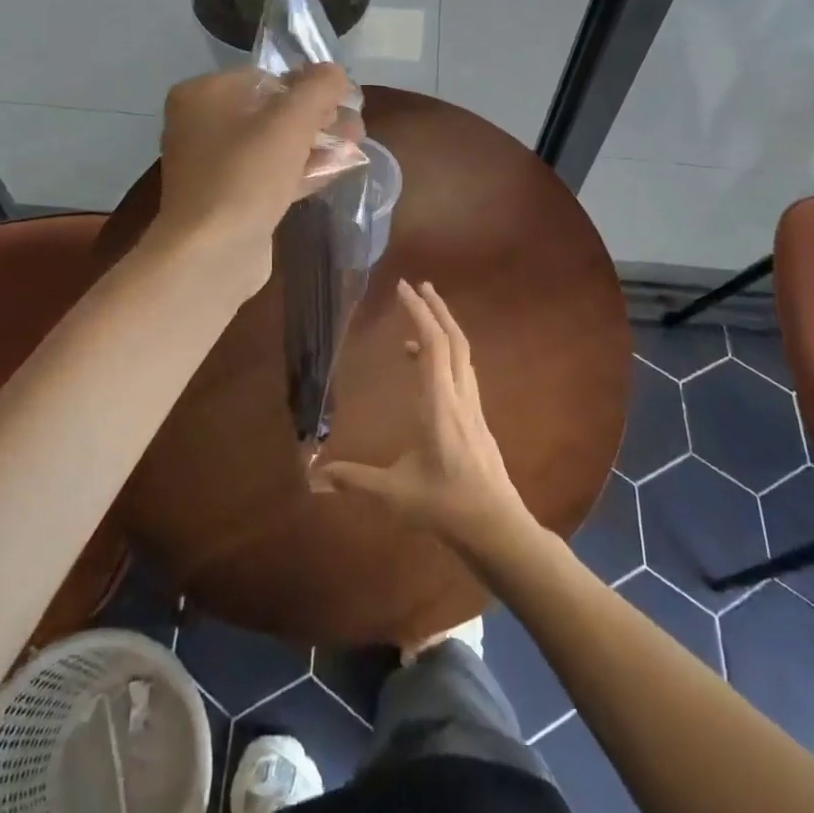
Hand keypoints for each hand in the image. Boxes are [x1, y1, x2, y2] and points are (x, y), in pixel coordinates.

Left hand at [152, 64, 355, 293]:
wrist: (211, 254)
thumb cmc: (246, 175)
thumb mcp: (290, 122)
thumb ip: (318, 88)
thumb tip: (335, 71)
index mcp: (203, 95)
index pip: (266, 76)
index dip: (309, 84)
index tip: (343, 98)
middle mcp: (201, 124)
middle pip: (271, 110)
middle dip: (318, 116)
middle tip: (355, 124)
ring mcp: (213, 165)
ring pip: (274, 143)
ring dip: (315, 143)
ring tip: (357, 145)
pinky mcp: (228, 198)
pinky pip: (269, 173)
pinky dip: (302, 169)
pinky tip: (339, 169)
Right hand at [309, 280, 535, 554]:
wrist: (497, 527)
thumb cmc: (446, 506)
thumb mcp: (395, 494)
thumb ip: (356, 480)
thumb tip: (315, 476)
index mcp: (439, 404)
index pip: (432, 345)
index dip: (419, 313)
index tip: (403, 288)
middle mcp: (460, 396)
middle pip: (454, 339)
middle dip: (436, 308)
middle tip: (418, 286)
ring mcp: (473, 406)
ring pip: (463, 353)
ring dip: (444, 327)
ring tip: (420, 318)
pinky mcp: (477, 417)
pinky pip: (463, 371)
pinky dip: (446, 354)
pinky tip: (427, 368)